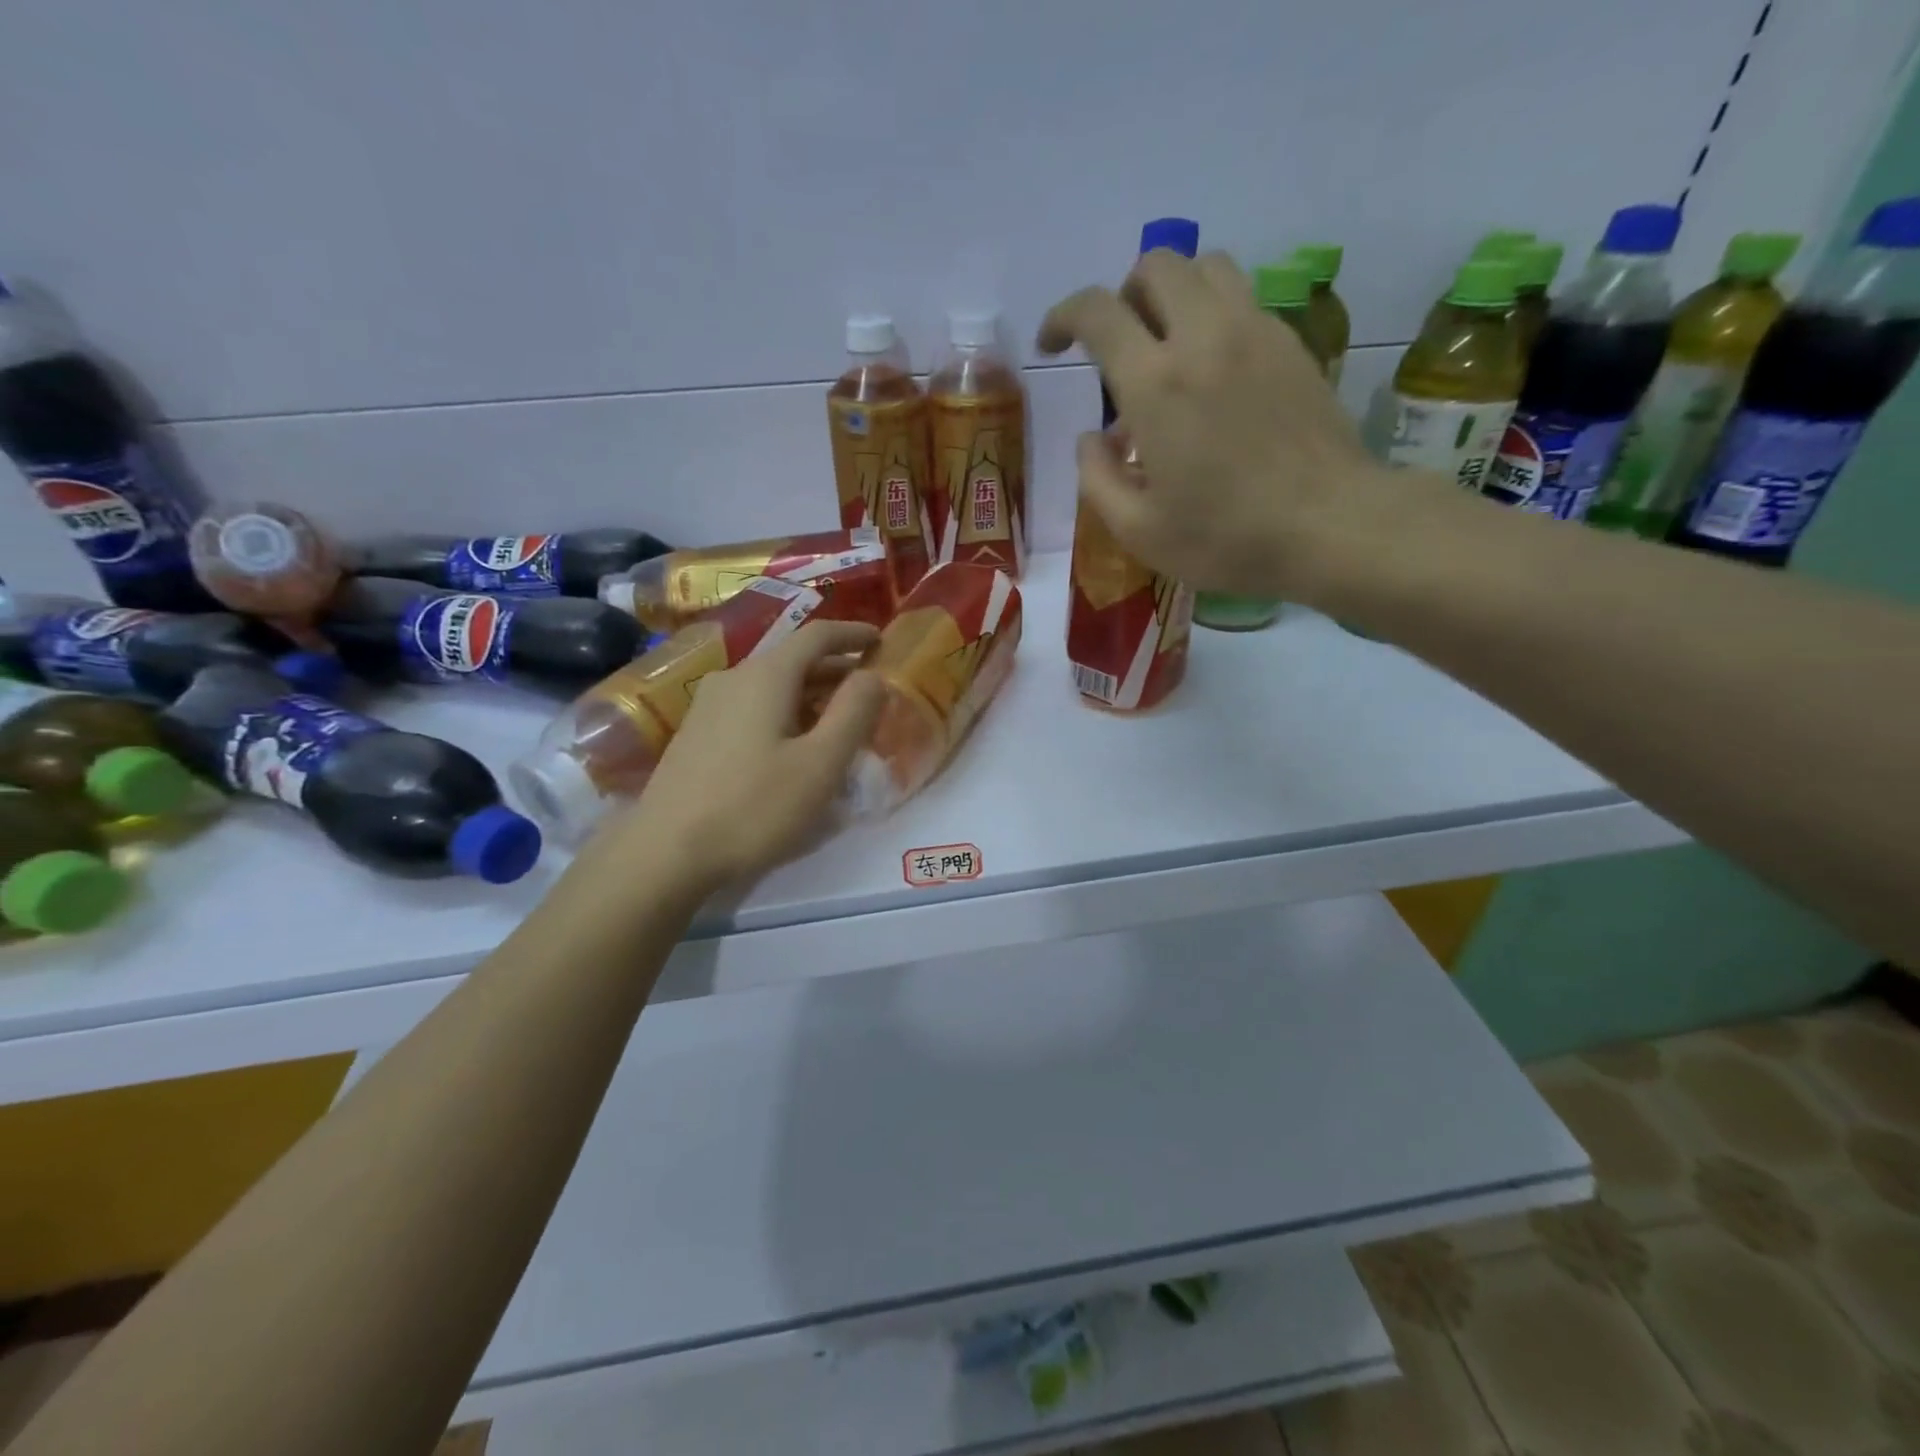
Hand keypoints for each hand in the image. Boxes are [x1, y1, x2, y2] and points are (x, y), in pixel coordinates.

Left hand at [599, 621, 885, 892]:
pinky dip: (784, 712)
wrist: (665, 853)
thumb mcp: (820, 764)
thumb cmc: (754, 807)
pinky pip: (751, 707)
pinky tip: (792, 744)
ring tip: (837, 720)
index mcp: (765, 676)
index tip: (880, 641)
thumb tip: (872, 676)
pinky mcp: (696, 734)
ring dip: (810, 694)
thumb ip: (854, 713)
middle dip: (834, 669)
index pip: (816, 635)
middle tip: (868, 690)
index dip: (852, 634)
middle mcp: (733, 678)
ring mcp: (707, 706)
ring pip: (770, 686)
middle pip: (792, 660)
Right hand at [1037, 249, 1383, 602]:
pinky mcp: (1291, 343)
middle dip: (1121, 296)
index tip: (1053, 346)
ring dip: (1172, 293)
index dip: (1063, 317)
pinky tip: (1214, 370)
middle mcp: (1203, 337)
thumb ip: (1097, 479)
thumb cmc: (1225, 537)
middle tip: (1117, 346)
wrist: (1329, 526)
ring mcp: (1255, 332)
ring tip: (1166, 346)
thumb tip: (1090, 440)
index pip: (1097, 311)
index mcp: (1155, 383)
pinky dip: (1214, 314)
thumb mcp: (1138, 530)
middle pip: (1155, 265)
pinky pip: (1243, 299)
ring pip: (1206, 267)